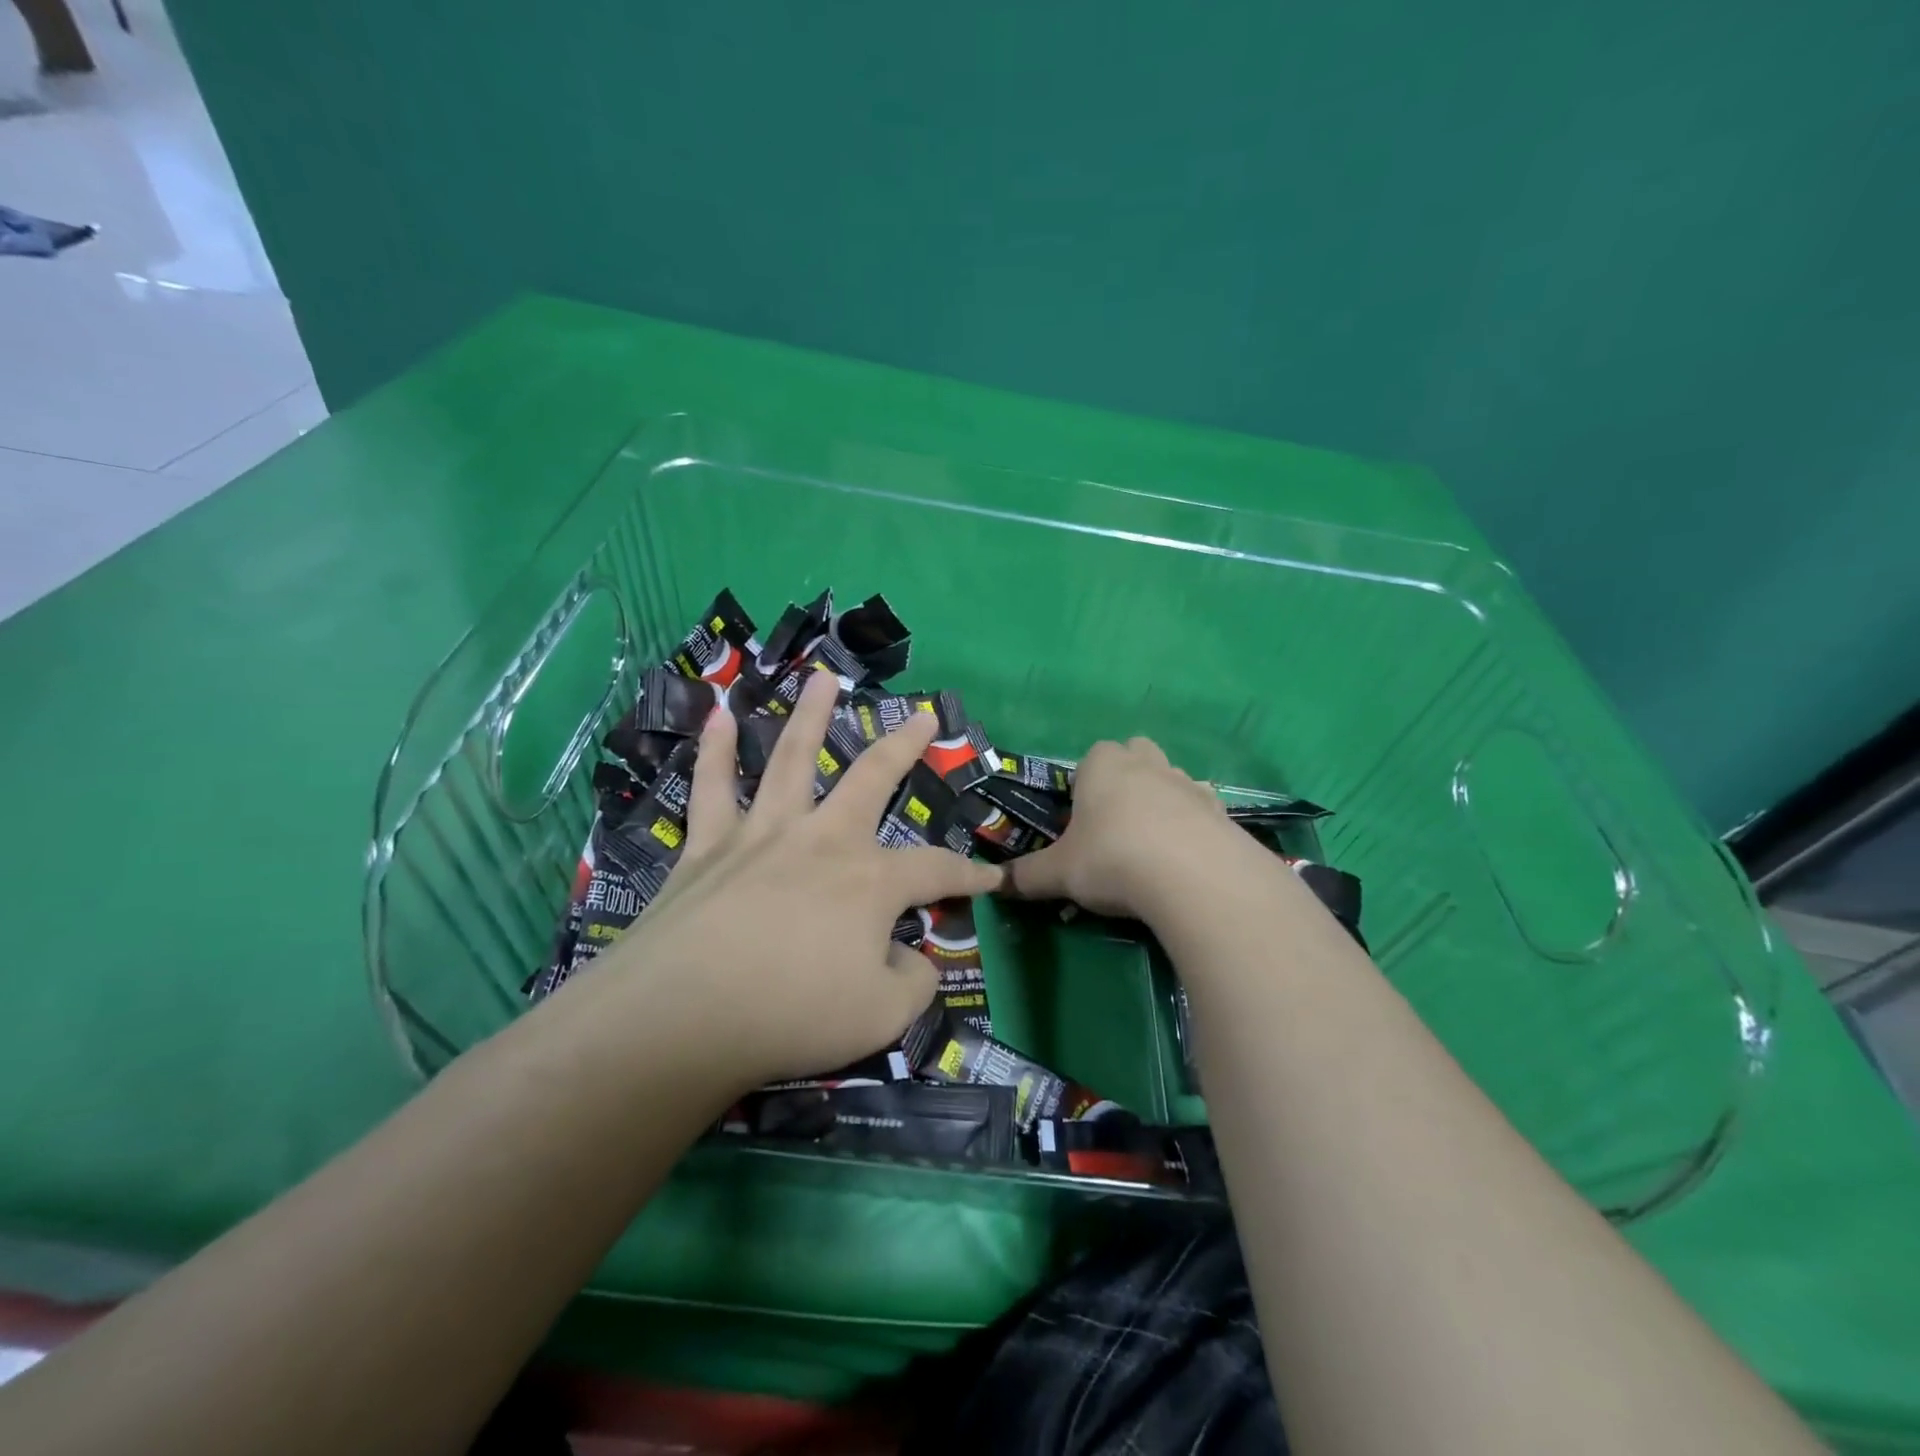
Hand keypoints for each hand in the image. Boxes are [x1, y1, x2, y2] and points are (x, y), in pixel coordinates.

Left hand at [600, 671, 1002, 1089]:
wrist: (681, 1018)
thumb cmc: (792, 1015)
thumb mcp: (883, 1016)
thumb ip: (915, 981)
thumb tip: (918, 958)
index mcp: (870, 880)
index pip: (936, 870)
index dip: (970, 875)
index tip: (992, 879)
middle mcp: (823, 839)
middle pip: (872, 778)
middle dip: (905, 746)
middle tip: (925, 716)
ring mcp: (762, 834)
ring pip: (790, 759)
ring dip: (810, 716)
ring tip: (822, 679)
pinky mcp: (707, 846)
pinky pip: (711, 787)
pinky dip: (712, 750)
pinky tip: (715, 714)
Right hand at [1004, 737, 1241, 921]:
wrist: (1193, 877)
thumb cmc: (1112, 859)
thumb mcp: (1059, 873)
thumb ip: (1027, 875)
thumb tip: (997, 883)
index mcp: (1103, 765)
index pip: (1090, 757)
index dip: (1084, 785)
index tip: (1081, 819)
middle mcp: (1146, 763)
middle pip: (1135, 754)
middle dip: (1126, 778)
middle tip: (1114, 825)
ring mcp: (1187, 782)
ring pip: (1170, 779)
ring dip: (1160, 801)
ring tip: (1150, 847)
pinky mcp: (1220, 810)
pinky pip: (1201, 809)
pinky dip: (1192, 826)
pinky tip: (1184, 860)